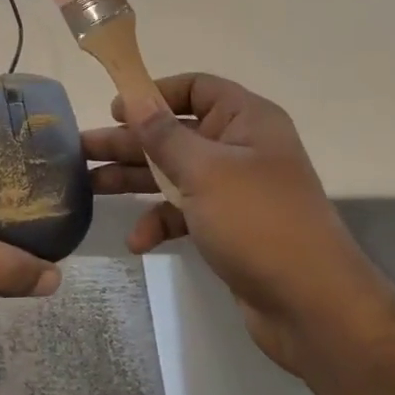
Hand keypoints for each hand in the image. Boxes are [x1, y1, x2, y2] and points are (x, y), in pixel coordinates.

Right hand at [82, 73, 368, 372]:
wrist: (312, 306)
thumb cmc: (258, 221)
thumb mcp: (205, 171)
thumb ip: (164, 134)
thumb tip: (134, 97)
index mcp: (246, 120)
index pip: (196, 88)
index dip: (155, 94)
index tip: (116, 109)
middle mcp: (241, 148)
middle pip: (176, 133)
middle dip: (130, 142)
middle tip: (81, 149)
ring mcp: (235, 190)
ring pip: (174, 173)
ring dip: (135, 180)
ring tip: (89, 186)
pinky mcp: (228, 227)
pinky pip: (185, 212)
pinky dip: (161, 221)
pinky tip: (138, 241)